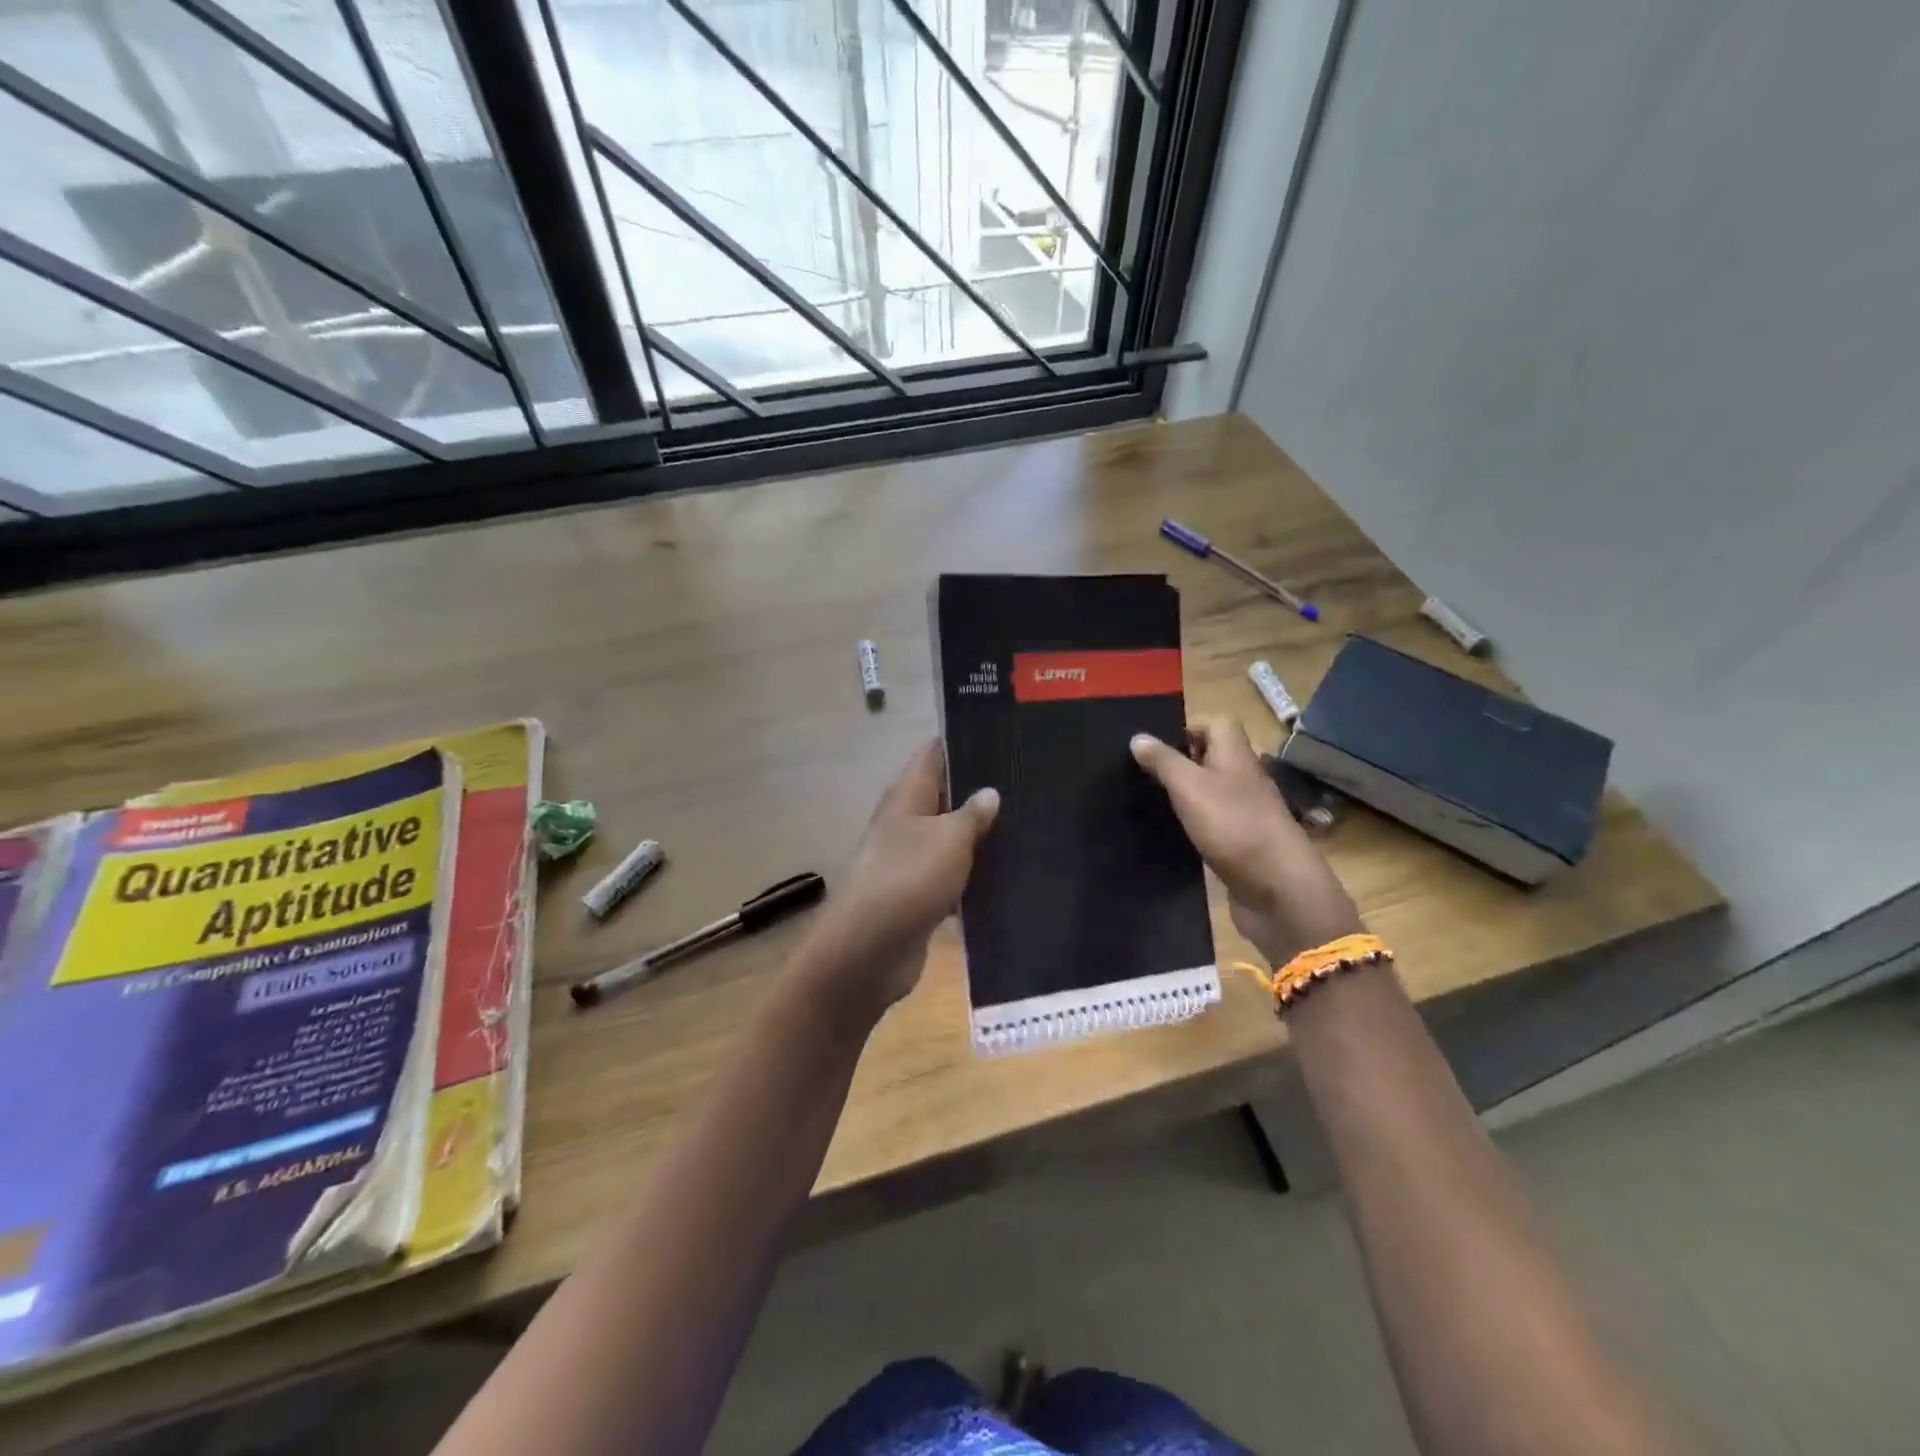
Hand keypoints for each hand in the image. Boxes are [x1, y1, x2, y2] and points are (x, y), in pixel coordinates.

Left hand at [796, 740, 998, 1025]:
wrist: (870, 949)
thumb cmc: (909, 878)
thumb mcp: (950, 839)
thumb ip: (972, 814)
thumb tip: (989, 793)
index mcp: (907, 796)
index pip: (933, 754)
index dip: (963, 741)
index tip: (1001, 736)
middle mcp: (905, 822)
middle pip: (943, 796)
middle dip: (979, 790)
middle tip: (1026, 783)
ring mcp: (909, 860)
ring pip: (949, 838)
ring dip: (979, 836)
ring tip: (1027, 825)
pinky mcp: (917, 895)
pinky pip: (950, 875)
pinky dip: (973, 875)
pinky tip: (1008, 876)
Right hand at [1131, 719, 1361, 965]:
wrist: (1277, 888)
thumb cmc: (1234, 825)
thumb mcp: (1189, 786)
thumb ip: (1163, 761)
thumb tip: (1137, 736)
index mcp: (1236, 754)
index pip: (1215, 724)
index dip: (1185, 728)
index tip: (1151, 744)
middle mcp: (1242, 777)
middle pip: (1210, 758)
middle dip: (1177, 762)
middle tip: (1138, 773)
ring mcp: (1244, 811)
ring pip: (1208, 792)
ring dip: (1182, 795)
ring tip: (1144, 801)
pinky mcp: (1240, 842)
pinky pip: (1211, 823)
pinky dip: (1191, 824)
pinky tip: (1166, 833)